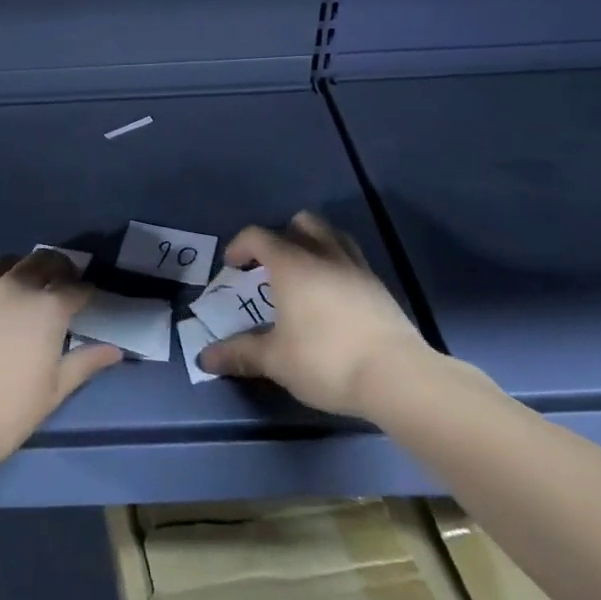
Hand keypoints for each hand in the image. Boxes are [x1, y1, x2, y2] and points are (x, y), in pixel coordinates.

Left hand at [0, 248, 121, 470]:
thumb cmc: (7, 411)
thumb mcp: (54, 391)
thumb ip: (85, 363)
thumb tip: (114, 350)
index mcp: (46, 308)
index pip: (76, 288)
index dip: (86, 291)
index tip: (88, 298)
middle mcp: (14, 288)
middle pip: (42, 261)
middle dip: (58, 267)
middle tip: (62, 280)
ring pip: (6, 262)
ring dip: (21, 267)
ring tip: (24, 283)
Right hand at [198, 211, 436, 419]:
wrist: (397, 377)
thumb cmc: (326, 360)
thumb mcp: (276, 360)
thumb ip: (240, 354)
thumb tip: (204, 358)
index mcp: (292, 264)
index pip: (258, 236)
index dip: (240, 246)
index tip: (232, 266)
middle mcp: (324, 255)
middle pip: (302, 222)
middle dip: (282, 235)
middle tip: (271, 265)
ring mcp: (357, 267)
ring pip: (333, 236)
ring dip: (314, 245)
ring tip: (304, 274)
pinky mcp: (379, 287)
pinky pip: (352, 260)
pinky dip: (336, 266)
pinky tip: (332, 297)